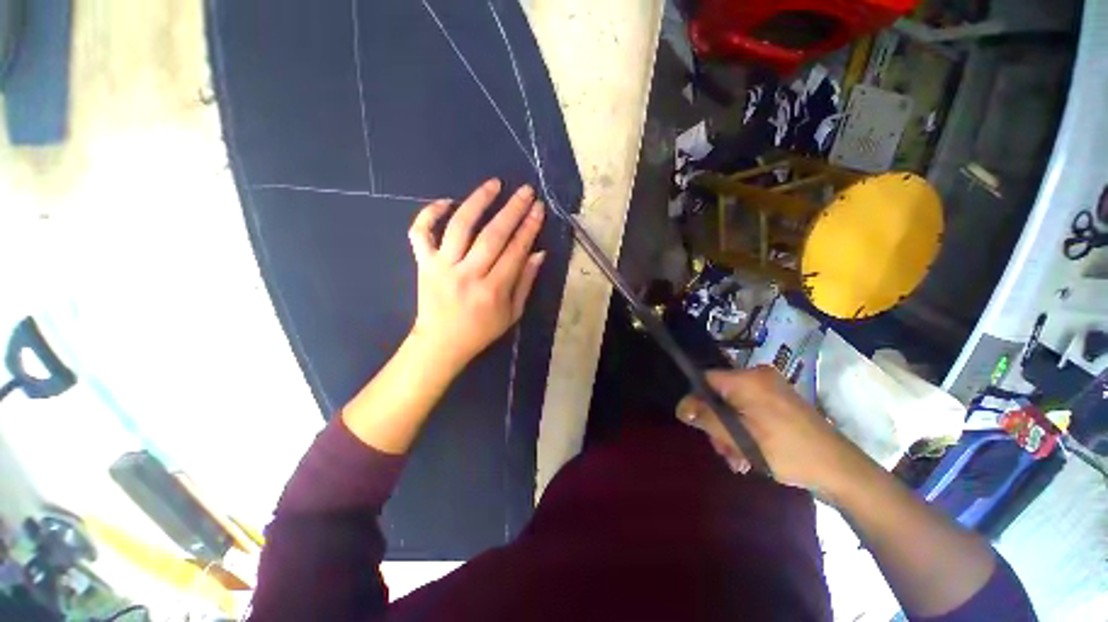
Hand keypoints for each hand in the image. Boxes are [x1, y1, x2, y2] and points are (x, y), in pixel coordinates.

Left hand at [407, 178, 545, 372]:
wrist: (441, 343)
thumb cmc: (481, 331)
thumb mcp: (513, 313)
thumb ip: (526, 282)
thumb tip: (538, 253)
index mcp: (493, 290)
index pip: (515, 251)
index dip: (529, 227)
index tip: (538, 208)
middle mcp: (468, 274)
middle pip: (492, 235)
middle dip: (512, 210)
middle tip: (525, 190)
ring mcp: (442, 267)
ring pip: (460, 226)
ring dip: (478, 201)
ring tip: (494, 184)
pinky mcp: (424, 264)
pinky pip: (421, 234)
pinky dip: (429, 214)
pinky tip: (446, 201)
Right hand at [676, 366, 864, 492]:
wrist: (840, 469)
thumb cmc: (787, 451)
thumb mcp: (740, 438)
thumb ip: (707, 419)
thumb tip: (681, 407)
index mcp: (747, 379)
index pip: (705, 379)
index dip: (696, 401)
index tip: (698, 426)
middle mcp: (757, 376)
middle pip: (720, 394)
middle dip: (717, 423)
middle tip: (723, 451)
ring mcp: (771, 387)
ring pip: (734, 404)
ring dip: (731, 431)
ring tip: (738, 459)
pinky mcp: (780, 400)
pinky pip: (750, 409)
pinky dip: (745, 428)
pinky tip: (749, 454)